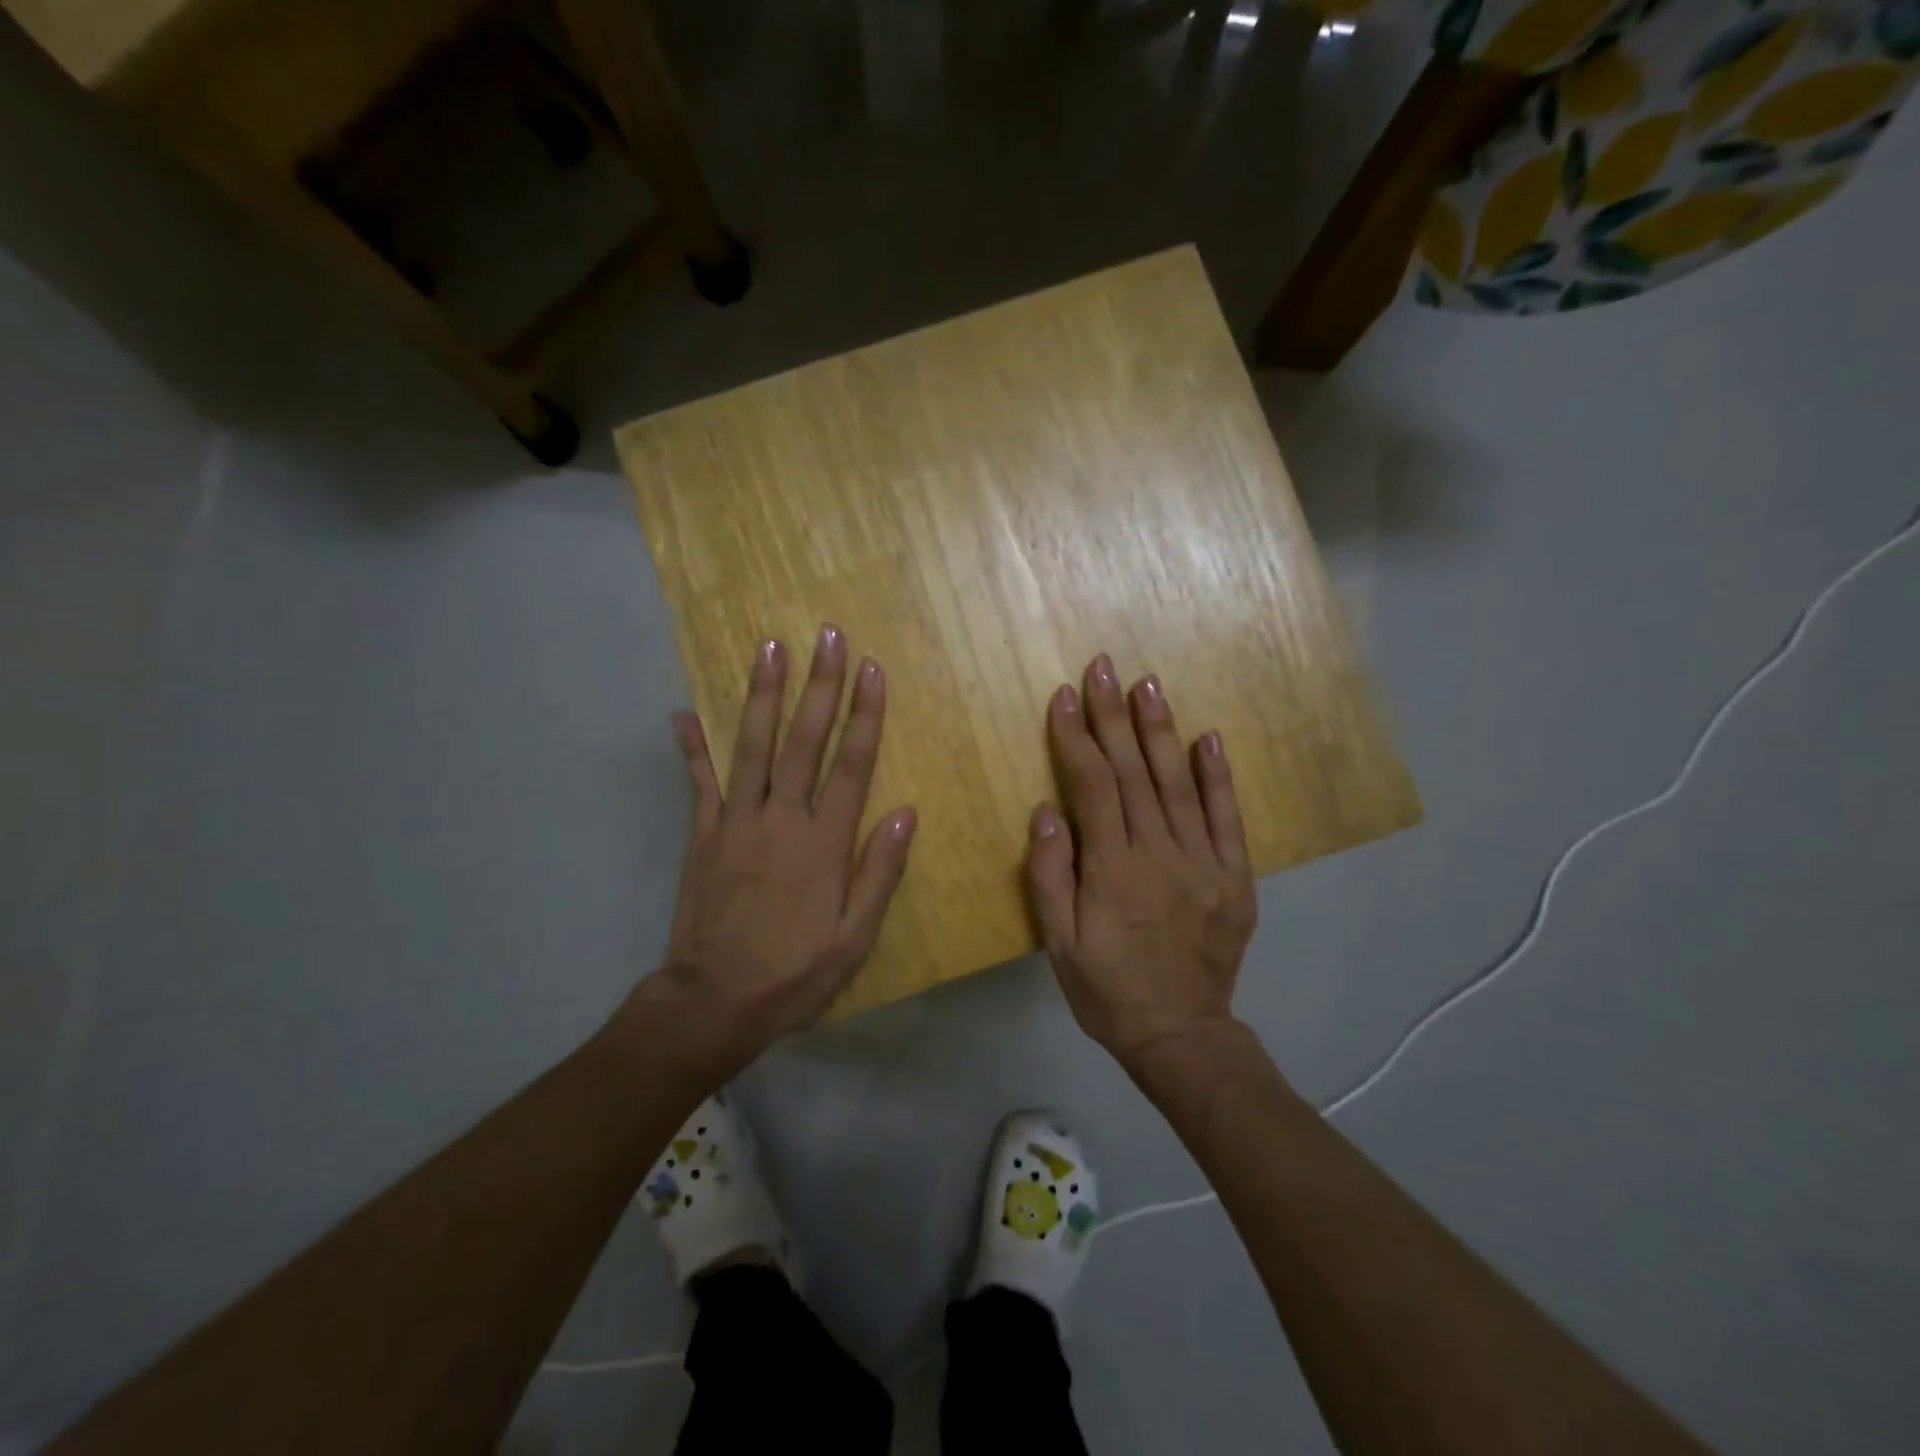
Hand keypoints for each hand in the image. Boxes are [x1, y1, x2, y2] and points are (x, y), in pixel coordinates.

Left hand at [624, 627, 915, 1075]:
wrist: (714, 1001)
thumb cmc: (795, 973)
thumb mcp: (855, 937)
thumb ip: (880, 871)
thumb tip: (906, 813)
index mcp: (824, 843)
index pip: (851, 764)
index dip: (864, 714)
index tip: (872, 670)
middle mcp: (781, 819)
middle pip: (803, 740)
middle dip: (820, 685)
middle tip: (828, 636)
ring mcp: (736, 822)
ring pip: (751, 746)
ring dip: (762, 695)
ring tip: (769, 648)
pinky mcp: (703, 835)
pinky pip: (699, 782)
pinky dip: (692, 747)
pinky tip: (683, 713)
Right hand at [1027, 654, 1256, 1071]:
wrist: (1182, 1033)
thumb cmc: (1107, 989)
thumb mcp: (1060, 945)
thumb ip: (1051, 876)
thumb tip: (1048, 811)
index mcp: (1113, 872)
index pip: (1093, 788)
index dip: (1076, 738)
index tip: (1065, 697)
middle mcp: (1161, 856)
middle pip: (1134, 774)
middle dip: (1115, 716)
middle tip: (1104, 667)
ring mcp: (1205, 863)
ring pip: (1179, 784)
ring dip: (1160, 731)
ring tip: (1148, 684)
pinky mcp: (1235, 877)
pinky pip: (1227, 818)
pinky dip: (1217, 776)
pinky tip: (1207, 737)